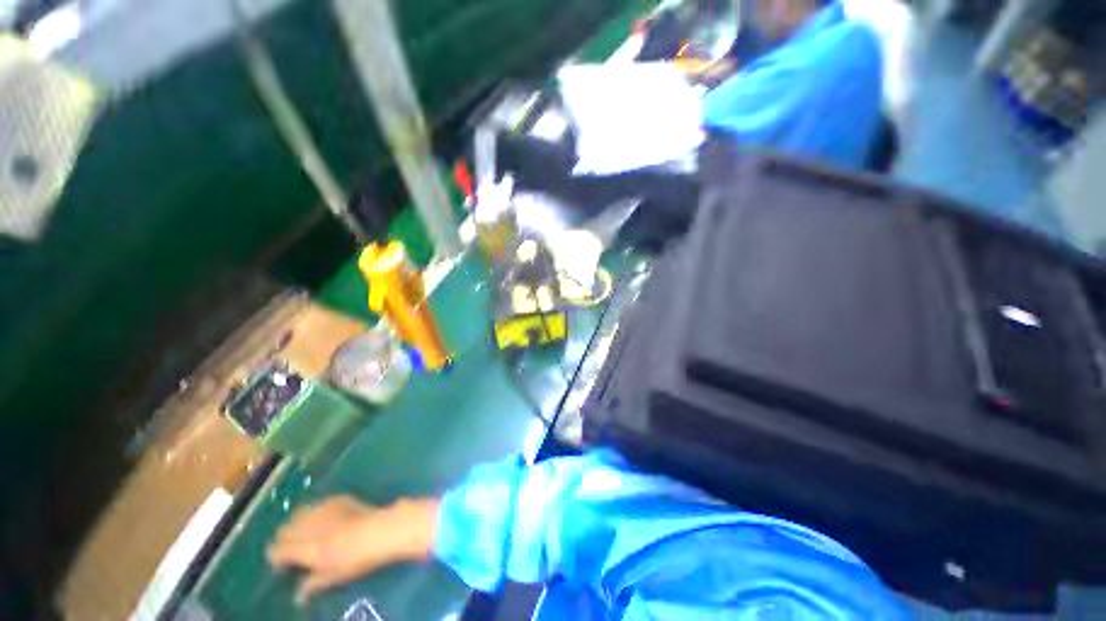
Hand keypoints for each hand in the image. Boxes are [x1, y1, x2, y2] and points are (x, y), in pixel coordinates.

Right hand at [267, 495, 438, 603]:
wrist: (377, 530)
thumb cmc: (353, 558)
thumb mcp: (331, 577)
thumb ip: (311, 584)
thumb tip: (298, 596)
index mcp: (299, 547)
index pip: (275, 551)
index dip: (276, 559)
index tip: (284, 567)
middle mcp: (305, 525)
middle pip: (283, 530)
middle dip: (284, 539)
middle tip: (294, 549)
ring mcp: (321, 509)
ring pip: (298, 514)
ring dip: (298, 524)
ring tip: (308, 533)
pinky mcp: (337, 498)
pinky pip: (318, 505)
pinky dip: (316, 513)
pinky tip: (327, 519)